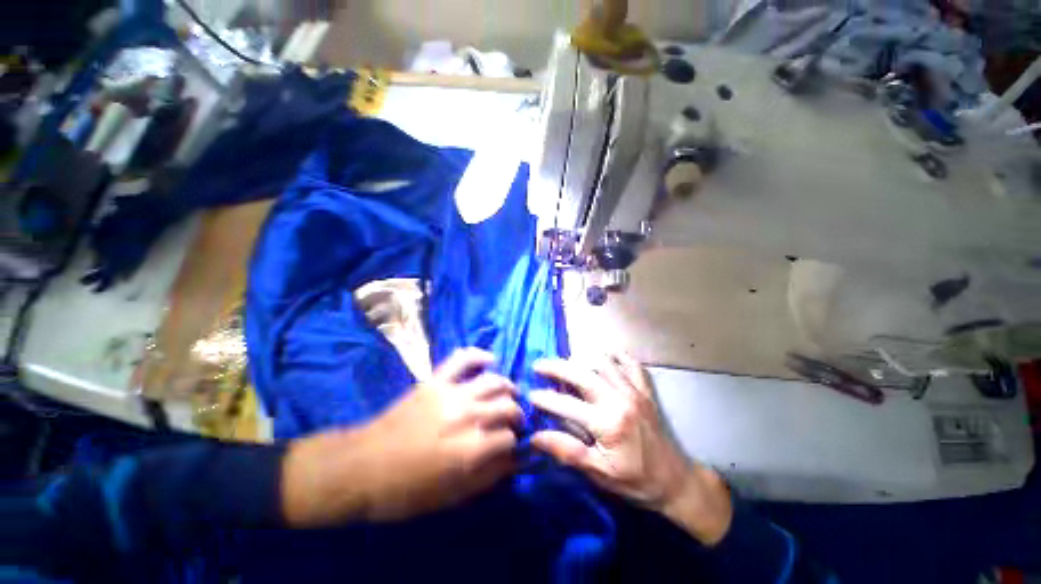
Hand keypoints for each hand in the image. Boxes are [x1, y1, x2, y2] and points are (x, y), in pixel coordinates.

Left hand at [282, 348, 520, 526]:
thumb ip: (489, 477)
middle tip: (512, 422)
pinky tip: (489, 361)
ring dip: (506, 387)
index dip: (513, 444)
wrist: (362, 467)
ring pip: (493, 381)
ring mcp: (451, 393)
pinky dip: (478, 355)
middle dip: (516, 414)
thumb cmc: (405, 490)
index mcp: (470, 450)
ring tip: (507, 394)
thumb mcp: (451, 497)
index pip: (509, 438)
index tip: (512, 447)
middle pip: (507, 406)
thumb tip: (516, 460)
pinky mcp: (435, 381)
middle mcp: (466, 416)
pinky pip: (462, 358)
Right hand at [529, 353, 732, 544]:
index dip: (545, 399)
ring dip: (581, 359)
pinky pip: (630, 363)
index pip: (566, 404)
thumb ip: (567, 451)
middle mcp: (620, 399)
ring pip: (603, 361)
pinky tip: (604, 356)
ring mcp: (634, 390)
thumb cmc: (635, 481)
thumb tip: (536, 437)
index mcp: (608, 422)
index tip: (530, 395)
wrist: (676, 482)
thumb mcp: (599, 473)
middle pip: (581, 373)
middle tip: (539, 365)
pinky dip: (615, 355)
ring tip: (566, 363)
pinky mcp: (645, 389)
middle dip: (556, 367)